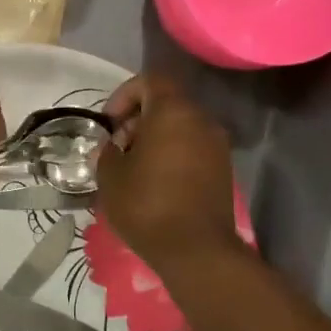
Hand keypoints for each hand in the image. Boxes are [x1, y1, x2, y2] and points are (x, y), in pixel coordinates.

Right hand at [97, 74, 238, 272]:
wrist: (195, 249)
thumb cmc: (145, 204)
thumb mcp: (110, 175)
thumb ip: (107, 151)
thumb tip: (113, 147)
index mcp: (172, 112)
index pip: (149, 81)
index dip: (124, 95)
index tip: (109, 123)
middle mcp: (201, 120)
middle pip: (167, 104)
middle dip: (138, 120)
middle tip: (117, 148)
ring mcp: (217, 145)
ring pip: (181, 127)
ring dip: (156, 140)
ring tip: (134, 169)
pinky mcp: (223, 169)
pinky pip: (192, 149)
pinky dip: (173, 155)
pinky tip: (155, 183)